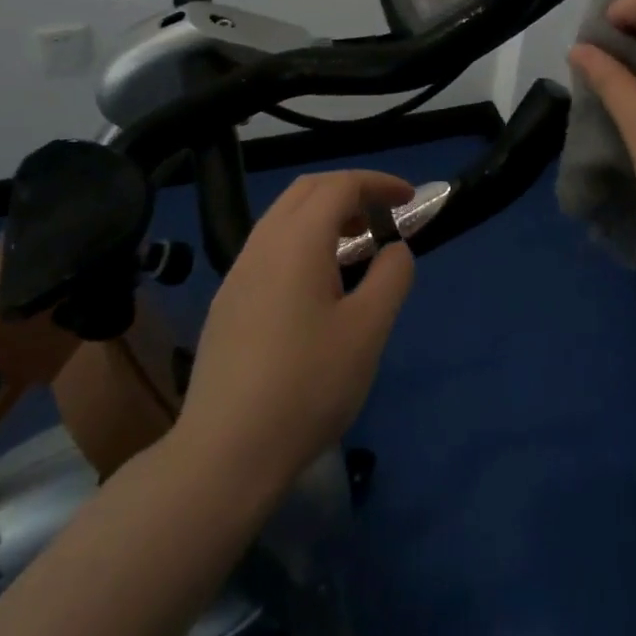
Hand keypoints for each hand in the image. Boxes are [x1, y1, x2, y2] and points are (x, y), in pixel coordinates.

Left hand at [175, 170, 415, 496]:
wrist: (225, 452)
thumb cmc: (307, 385)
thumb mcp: (368, 330)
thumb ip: (391, 277)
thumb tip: (394, 249)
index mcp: (297, 241)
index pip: (340, 185)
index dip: (378, 183)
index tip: (410, 199)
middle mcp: (262, 244)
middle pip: (306, 190)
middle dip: (349, 190)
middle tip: (383, 214)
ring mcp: (238, 273)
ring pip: (283, 218)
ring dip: (323, 215)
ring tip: (356, 245)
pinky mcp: (227, 303)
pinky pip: (269, 248)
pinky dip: (302, 241)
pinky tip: (318, 285)